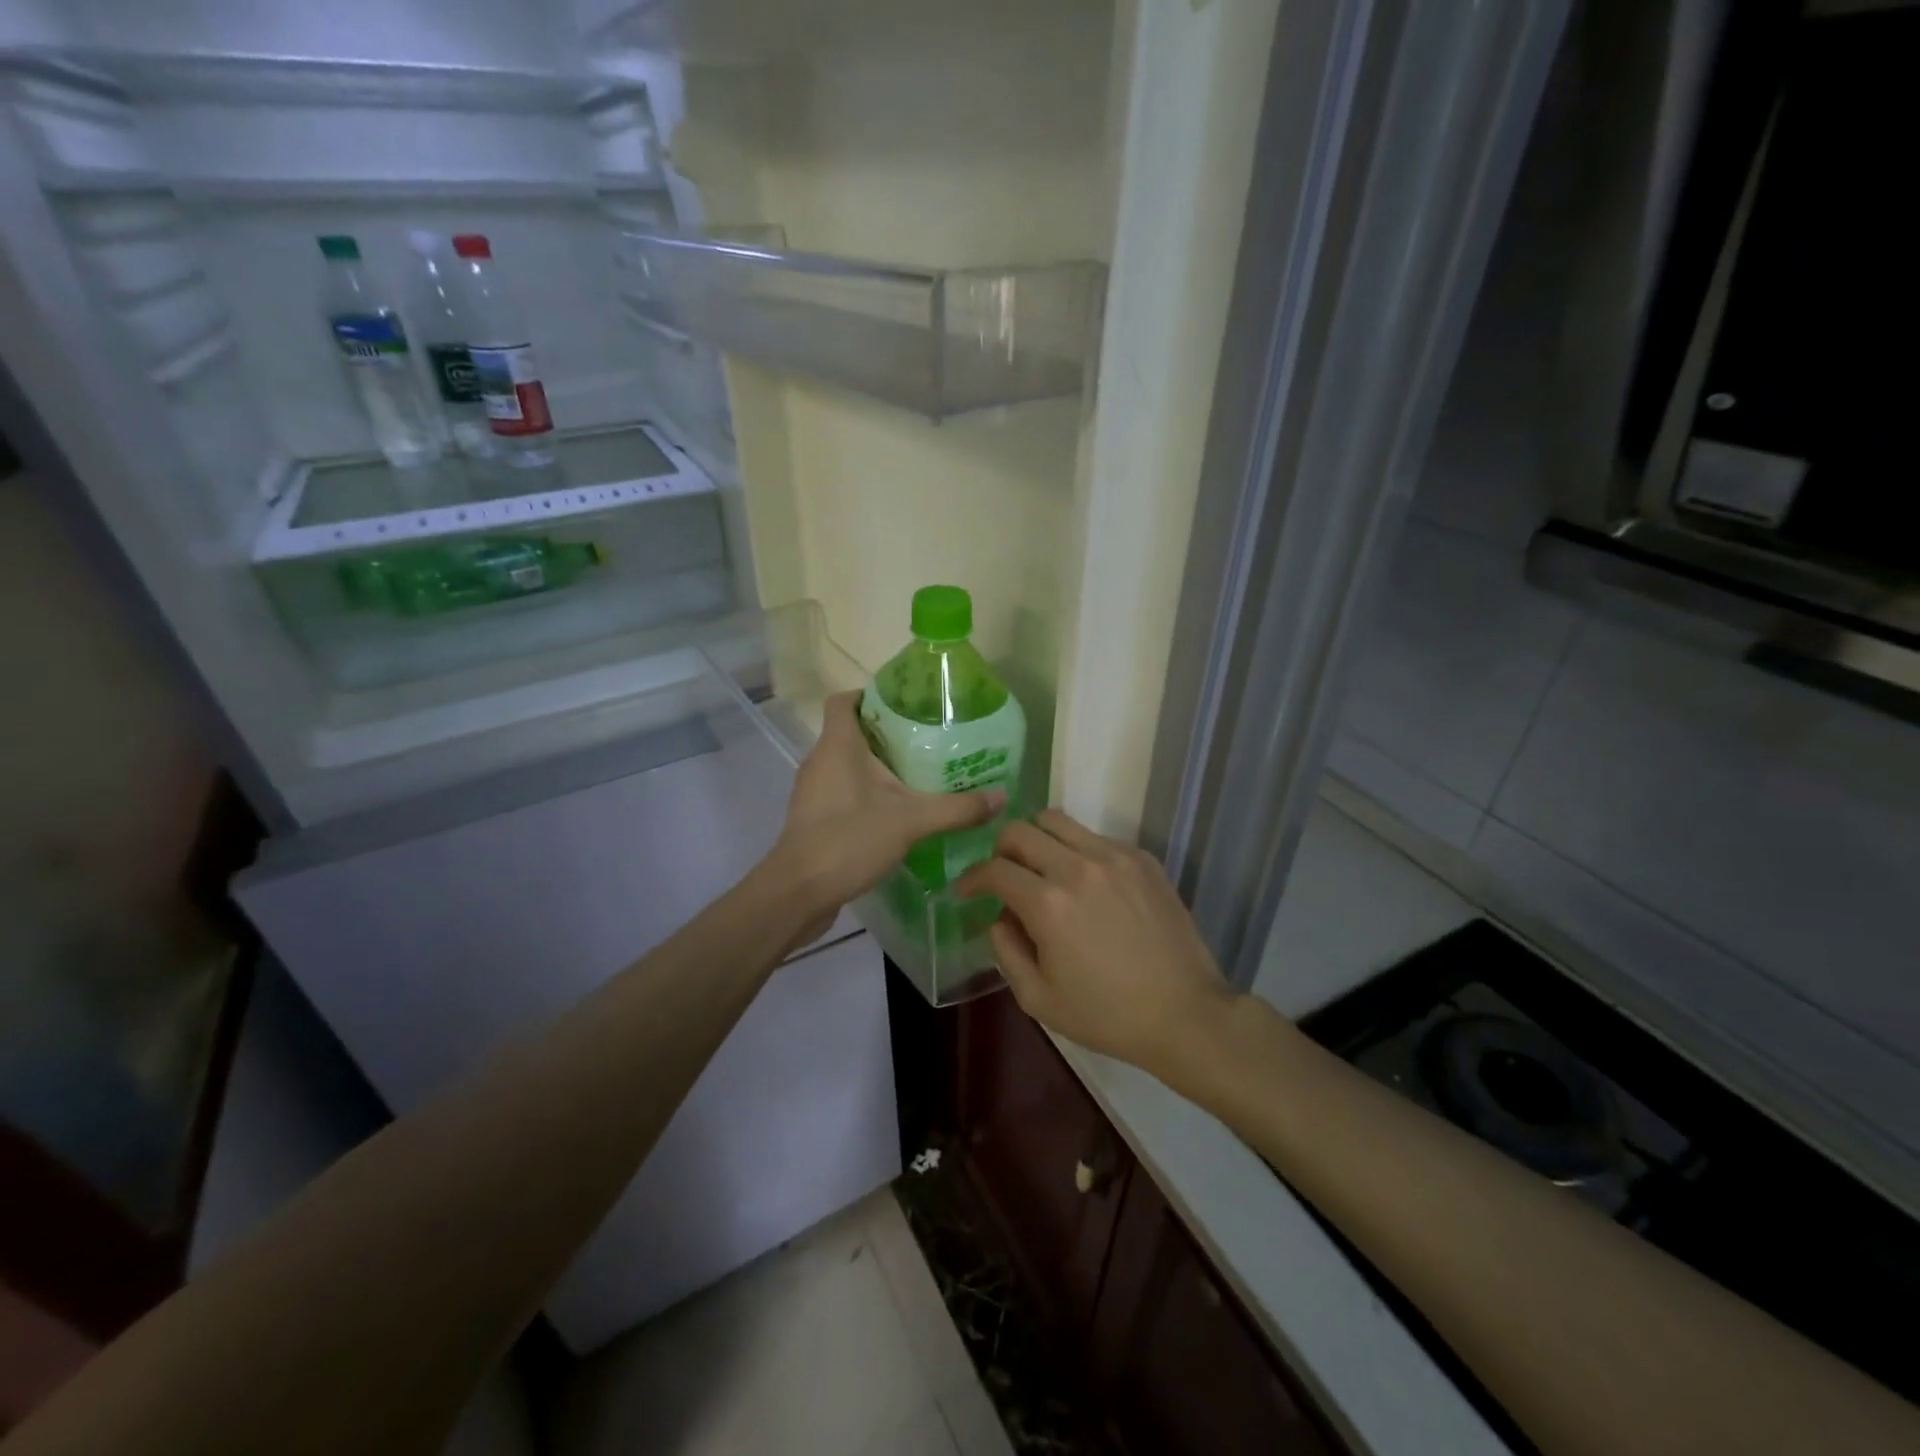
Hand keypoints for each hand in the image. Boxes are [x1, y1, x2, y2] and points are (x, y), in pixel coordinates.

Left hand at [766, 691, 1005, 940]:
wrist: (797, 893)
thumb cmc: (848, 839)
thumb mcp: (911, 821)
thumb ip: (957, 808)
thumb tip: (1002, 797)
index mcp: (837, 745)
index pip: (843, 700)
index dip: (869, 695)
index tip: (905, 705)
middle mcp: (819, 761)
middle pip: (850, 732)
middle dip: (886, 735)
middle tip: (927, 742)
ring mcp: (812, 791)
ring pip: (845, 765)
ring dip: (876, 767)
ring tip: (917, 776)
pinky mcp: (812, 819)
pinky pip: (841, 793)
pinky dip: (865, 794)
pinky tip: (894, 813)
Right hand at [956, 810, 1238, 1076]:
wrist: (1185, 1013)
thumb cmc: (1107, 1015)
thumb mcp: (1038, 998)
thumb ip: (1006, 950)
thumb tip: (999, 916)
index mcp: (1048, 903)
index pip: (994, 869)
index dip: (971, 877)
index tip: (966, 890)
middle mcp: (1077, 866)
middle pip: (1020, 830)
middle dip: (1000, 850)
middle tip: (1002, 875)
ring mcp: (1114, 856)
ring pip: (1057, 821)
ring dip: (1037, 839)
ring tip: (1041, 868)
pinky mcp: (1142, 858)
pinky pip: (1095, 837)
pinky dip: (1077, 851)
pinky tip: (1087, 884)